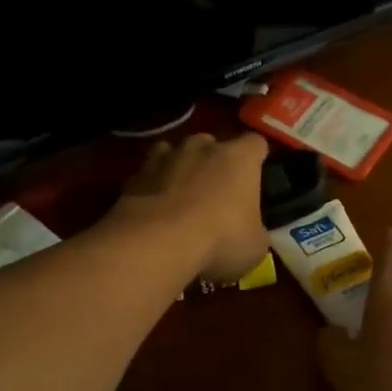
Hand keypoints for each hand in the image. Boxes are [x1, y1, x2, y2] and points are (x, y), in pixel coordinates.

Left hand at [113, 132, 269, 280]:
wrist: (158, 242)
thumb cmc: (220, 239)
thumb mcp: (255, 246)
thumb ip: (254, 231)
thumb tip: (249, 234)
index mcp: (240, 158)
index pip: (256, 144)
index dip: (256, 159)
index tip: (255, 177)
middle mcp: (203, 147)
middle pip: (213, 144)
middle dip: (214, 163)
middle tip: (217, 193)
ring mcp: (166, 157)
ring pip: (176, 154)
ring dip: (181, 170)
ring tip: (182, 199)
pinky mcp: (136, 175)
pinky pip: (150, 175)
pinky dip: (153, 188)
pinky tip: (155, 212)